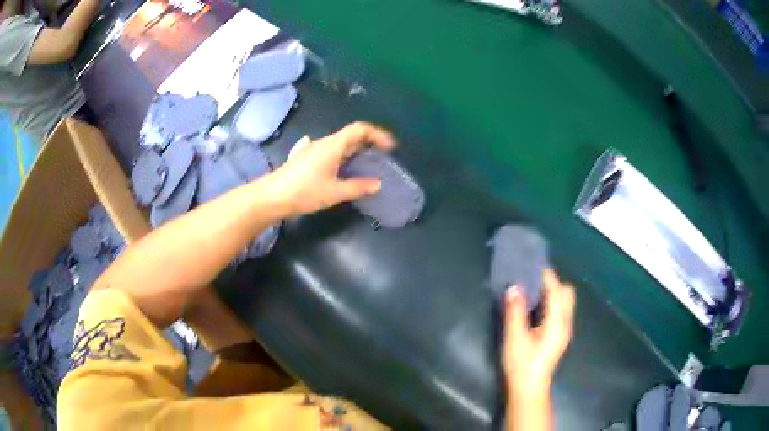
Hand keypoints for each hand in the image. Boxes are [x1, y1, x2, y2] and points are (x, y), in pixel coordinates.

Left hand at [271, 122, 396, 215]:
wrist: (271, 196)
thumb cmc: (304, 192)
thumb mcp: (334, 192)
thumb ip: (358, 187)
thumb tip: (377, 184)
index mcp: (333, 145)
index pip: (359, 129)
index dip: (377, 134)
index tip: (389, 148)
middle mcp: (324, 143)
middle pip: (350, 136)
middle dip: (368, 144)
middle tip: (380, 160)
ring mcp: (312, 149)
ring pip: (339, 144)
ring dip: (354, 152)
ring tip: (364, 167)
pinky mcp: (305, 158)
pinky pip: (329, 152)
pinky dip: (341, 157)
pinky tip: (339, 168)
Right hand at [502, 270, 574, 396]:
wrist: (529, 389)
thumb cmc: (522, 365)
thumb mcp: (515, 338)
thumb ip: (515, 311)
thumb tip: (514, 287)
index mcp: (557, 322)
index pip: (556, 289)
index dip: (546, 275)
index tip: (531, 263)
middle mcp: (565, 322)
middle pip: (566, 292)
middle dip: (552, 282)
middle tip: (530, 279)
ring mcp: (564, 329)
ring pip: (564, 301)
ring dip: (551, 291)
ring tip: (531, 290)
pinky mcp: (559, 335)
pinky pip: (560, 309)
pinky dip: (550, 301)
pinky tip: (534, 307)